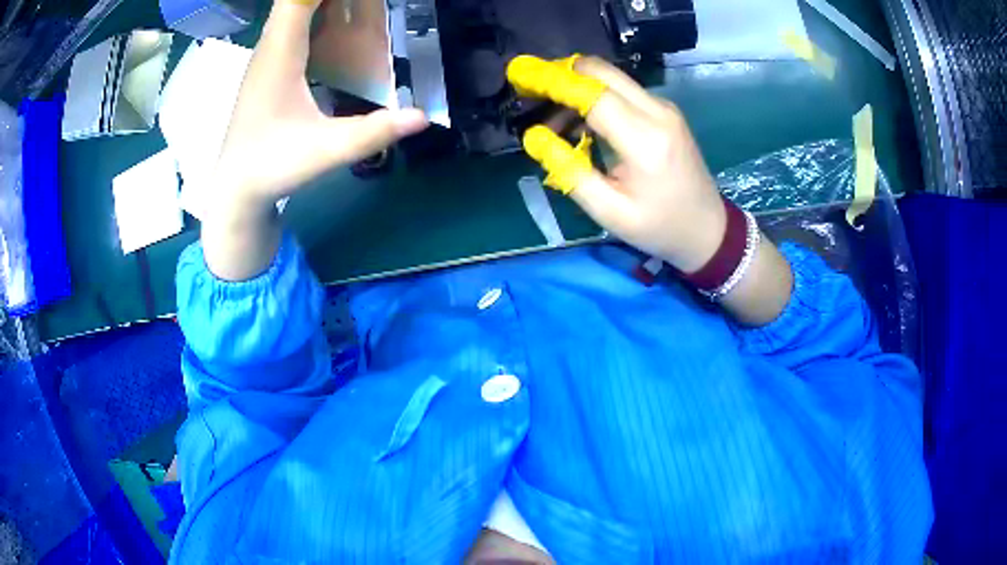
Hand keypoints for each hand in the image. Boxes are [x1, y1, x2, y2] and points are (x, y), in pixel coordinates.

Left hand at [202, 0, 427, 280]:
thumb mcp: (325, 151)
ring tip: (359, 6)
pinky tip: (337, 21)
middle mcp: (270, 47)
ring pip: (291, 9)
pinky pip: (291, 25)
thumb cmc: (271, 167)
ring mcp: (267, 57)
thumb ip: (374, 132)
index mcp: (281, 54)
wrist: (235, 190)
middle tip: (370, 2)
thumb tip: (423, 117)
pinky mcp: (269, 68)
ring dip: (321, 2)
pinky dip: (314, 13)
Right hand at [508, 56, 725, 273]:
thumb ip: (569, 171)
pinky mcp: (664, 110)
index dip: (553, 81)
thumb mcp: (609, 212)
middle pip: (601, 72)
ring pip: (610, 77)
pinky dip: (594, 96)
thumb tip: (534, 137)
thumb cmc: (659, 227)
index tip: (520, 78)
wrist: (708, 229)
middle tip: (531, 92)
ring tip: (553, 122)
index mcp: (645, 140)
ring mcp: (664, 108)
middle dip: (561, 74)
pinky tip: (581, 124)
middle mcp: (657, 112)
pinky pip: (622, 90)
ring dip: (577, 87)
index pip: (592, 93)